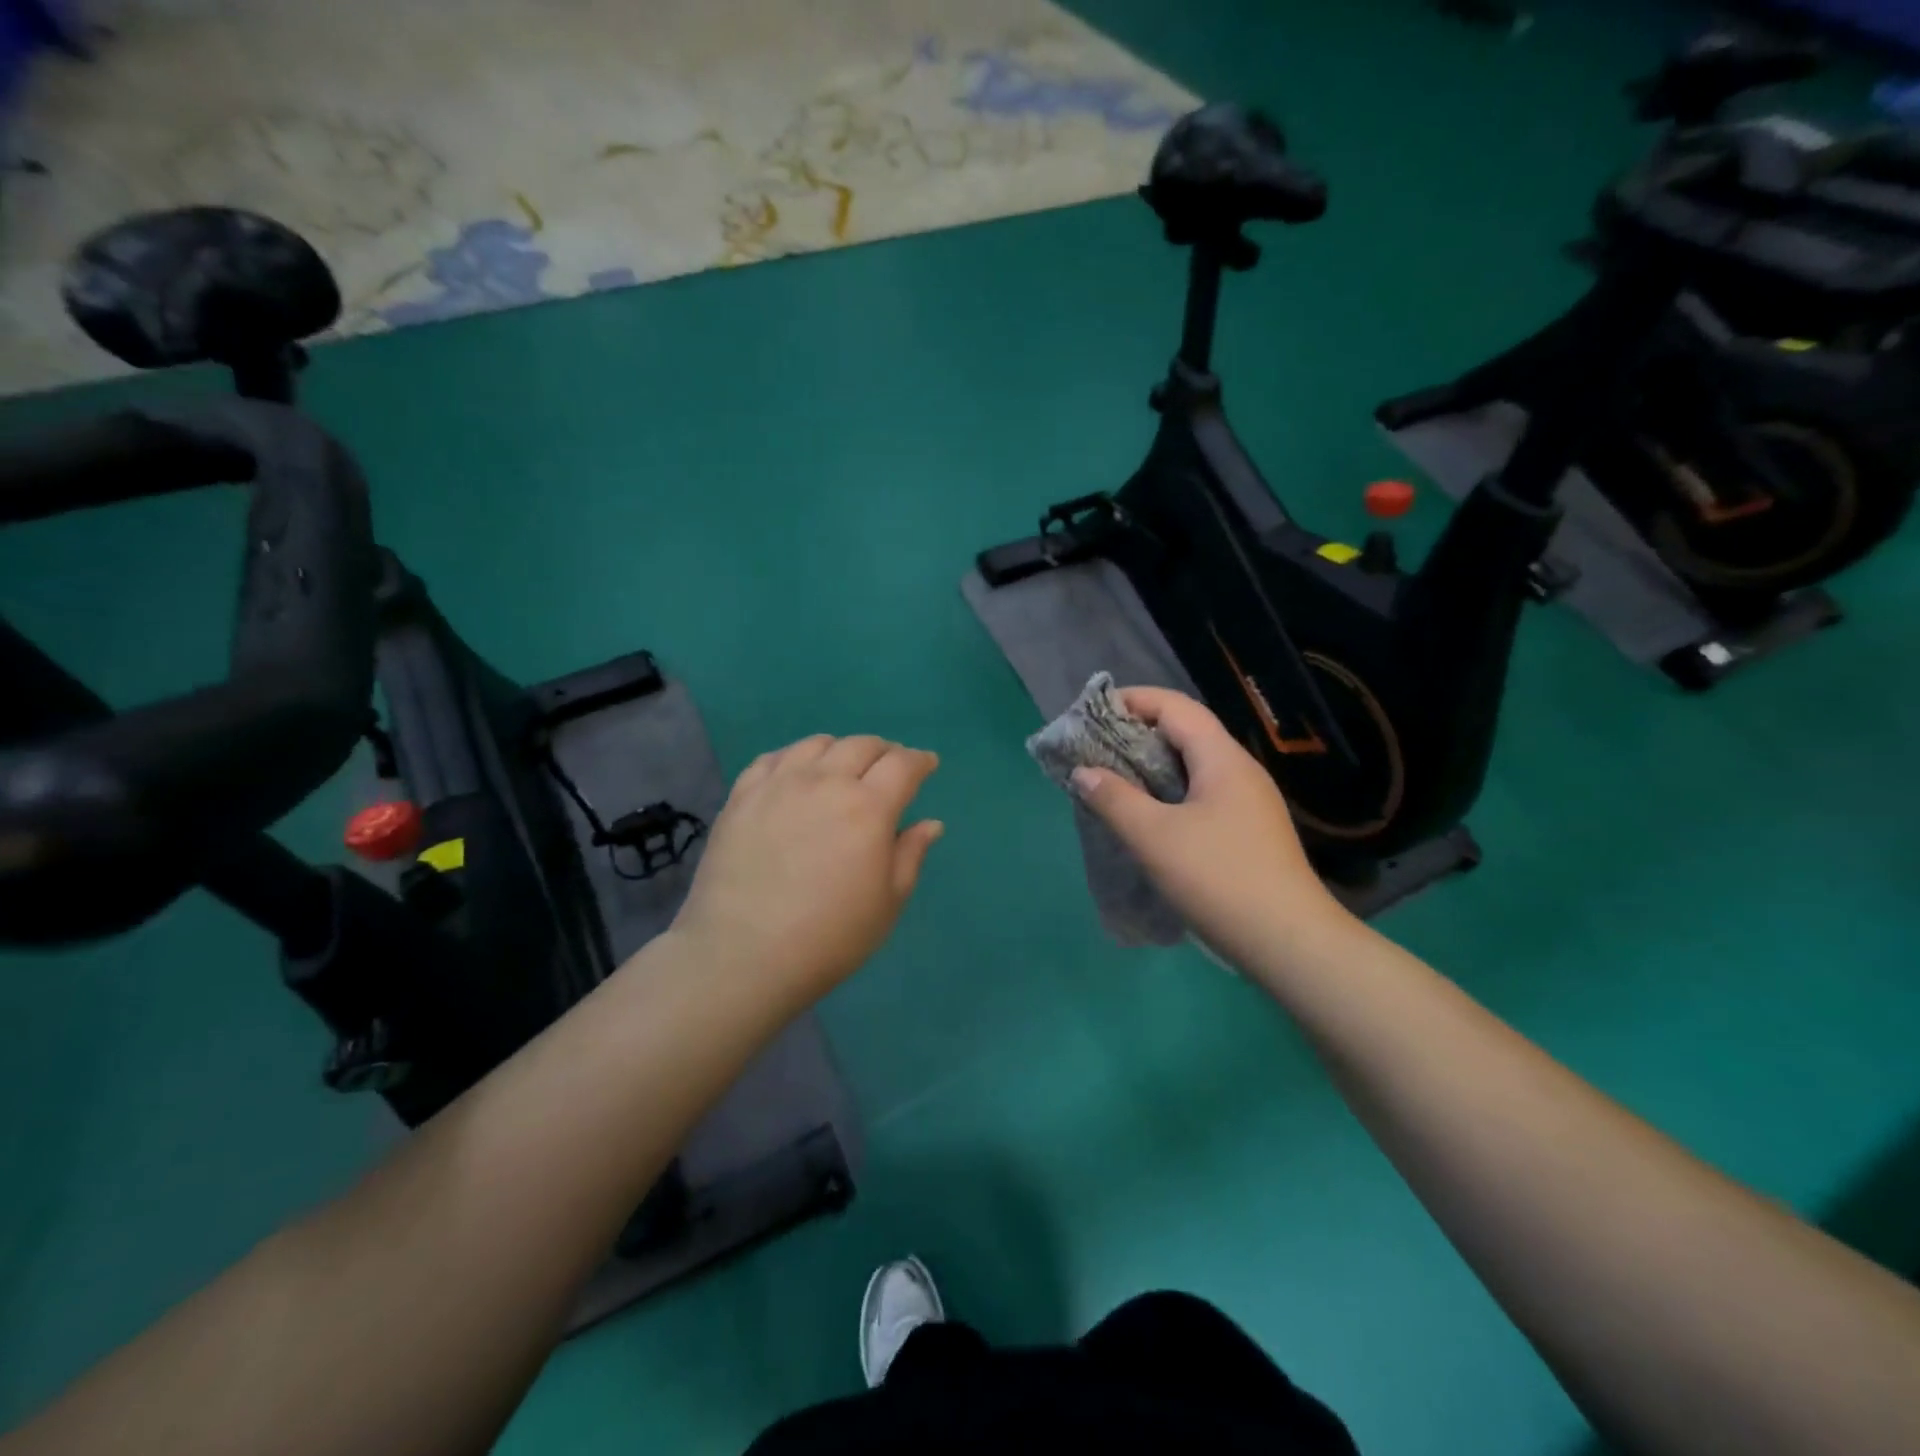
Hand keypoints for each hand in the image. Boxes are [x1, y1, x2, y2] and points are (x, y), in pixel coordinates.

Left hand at [668, 734, 942, 1009]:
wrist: (742, 956)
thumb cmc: (829, 937)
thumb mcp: (888, 902)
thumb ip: (911, 854)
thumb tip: (931, 824)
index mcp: (869, 807)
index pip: (903, 764)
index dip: (920, 760)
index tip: (927, 765)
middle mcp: (825, 782)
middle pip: (862, 745)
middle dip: (885, 751)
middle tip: (890, 768)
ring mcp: (779, 784)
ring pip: (817, 744)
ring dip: (840, 750)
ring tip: (842, 769)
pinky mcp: (742, 796)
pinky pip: (773, 758)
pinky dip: (795, 757)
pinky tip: (796, 775)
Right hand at [1069, 687, 1352, 969]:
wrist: (1289, 943)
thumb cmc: (1219, 878)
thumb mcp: (1155, 837)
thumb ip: (1115, 799)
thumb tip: (1083, 772)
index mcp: (1222, 759)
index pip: (1175, 706)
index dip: (1133, 700)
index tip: (1092, 713)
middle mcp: (1239, 771)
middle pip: (1184, 733)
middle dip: (1137, 733)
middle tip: (1095, 749)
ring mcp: (1248, 803)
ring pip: (1192, 767)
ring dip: (1151, 766)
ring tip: (1112, 781)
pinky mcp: (1248, 831)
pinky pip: (1200, 795)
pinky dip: (1167, 793)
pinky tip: (1147, 817)